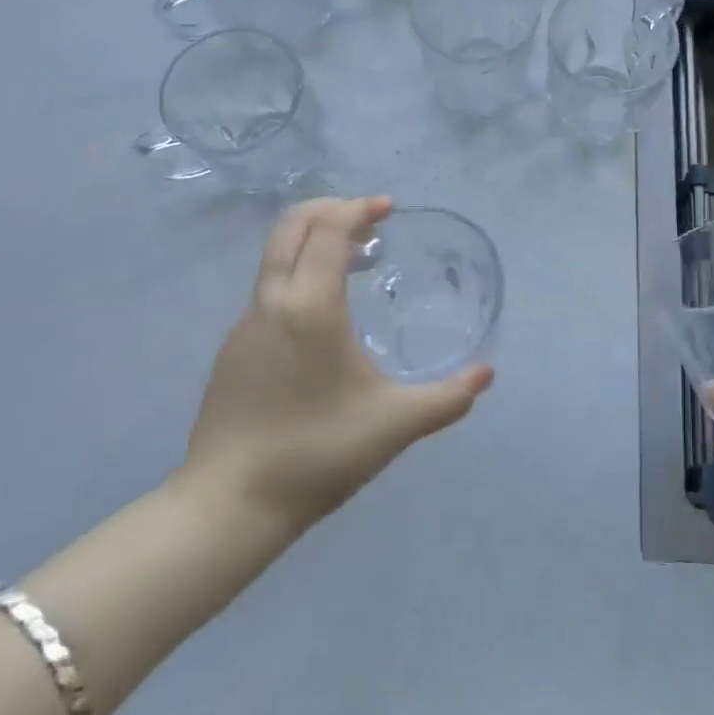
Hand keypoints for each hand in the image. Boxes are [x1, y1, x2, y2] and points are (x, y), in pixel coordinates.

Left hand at [175, 196, 492, 533]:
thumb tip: (486, 374)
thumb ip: (447, 399)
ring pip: (275, 257)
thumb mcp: (394, 425)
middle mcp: (271, 303)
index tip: (388, 209)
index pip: (328, 229)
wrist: (228, 506)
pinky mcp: (232, 350)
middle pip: (291, 227)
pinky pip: (268, 288)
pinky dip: (298, 272)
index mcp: (310, 307)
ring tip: (353, 261)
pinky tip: (324, 313)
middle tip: (368, 220)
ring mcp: (244, 325)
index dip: (358, 208)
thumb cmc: (316, 453)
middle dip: (329, 209)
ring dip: (312, 241)